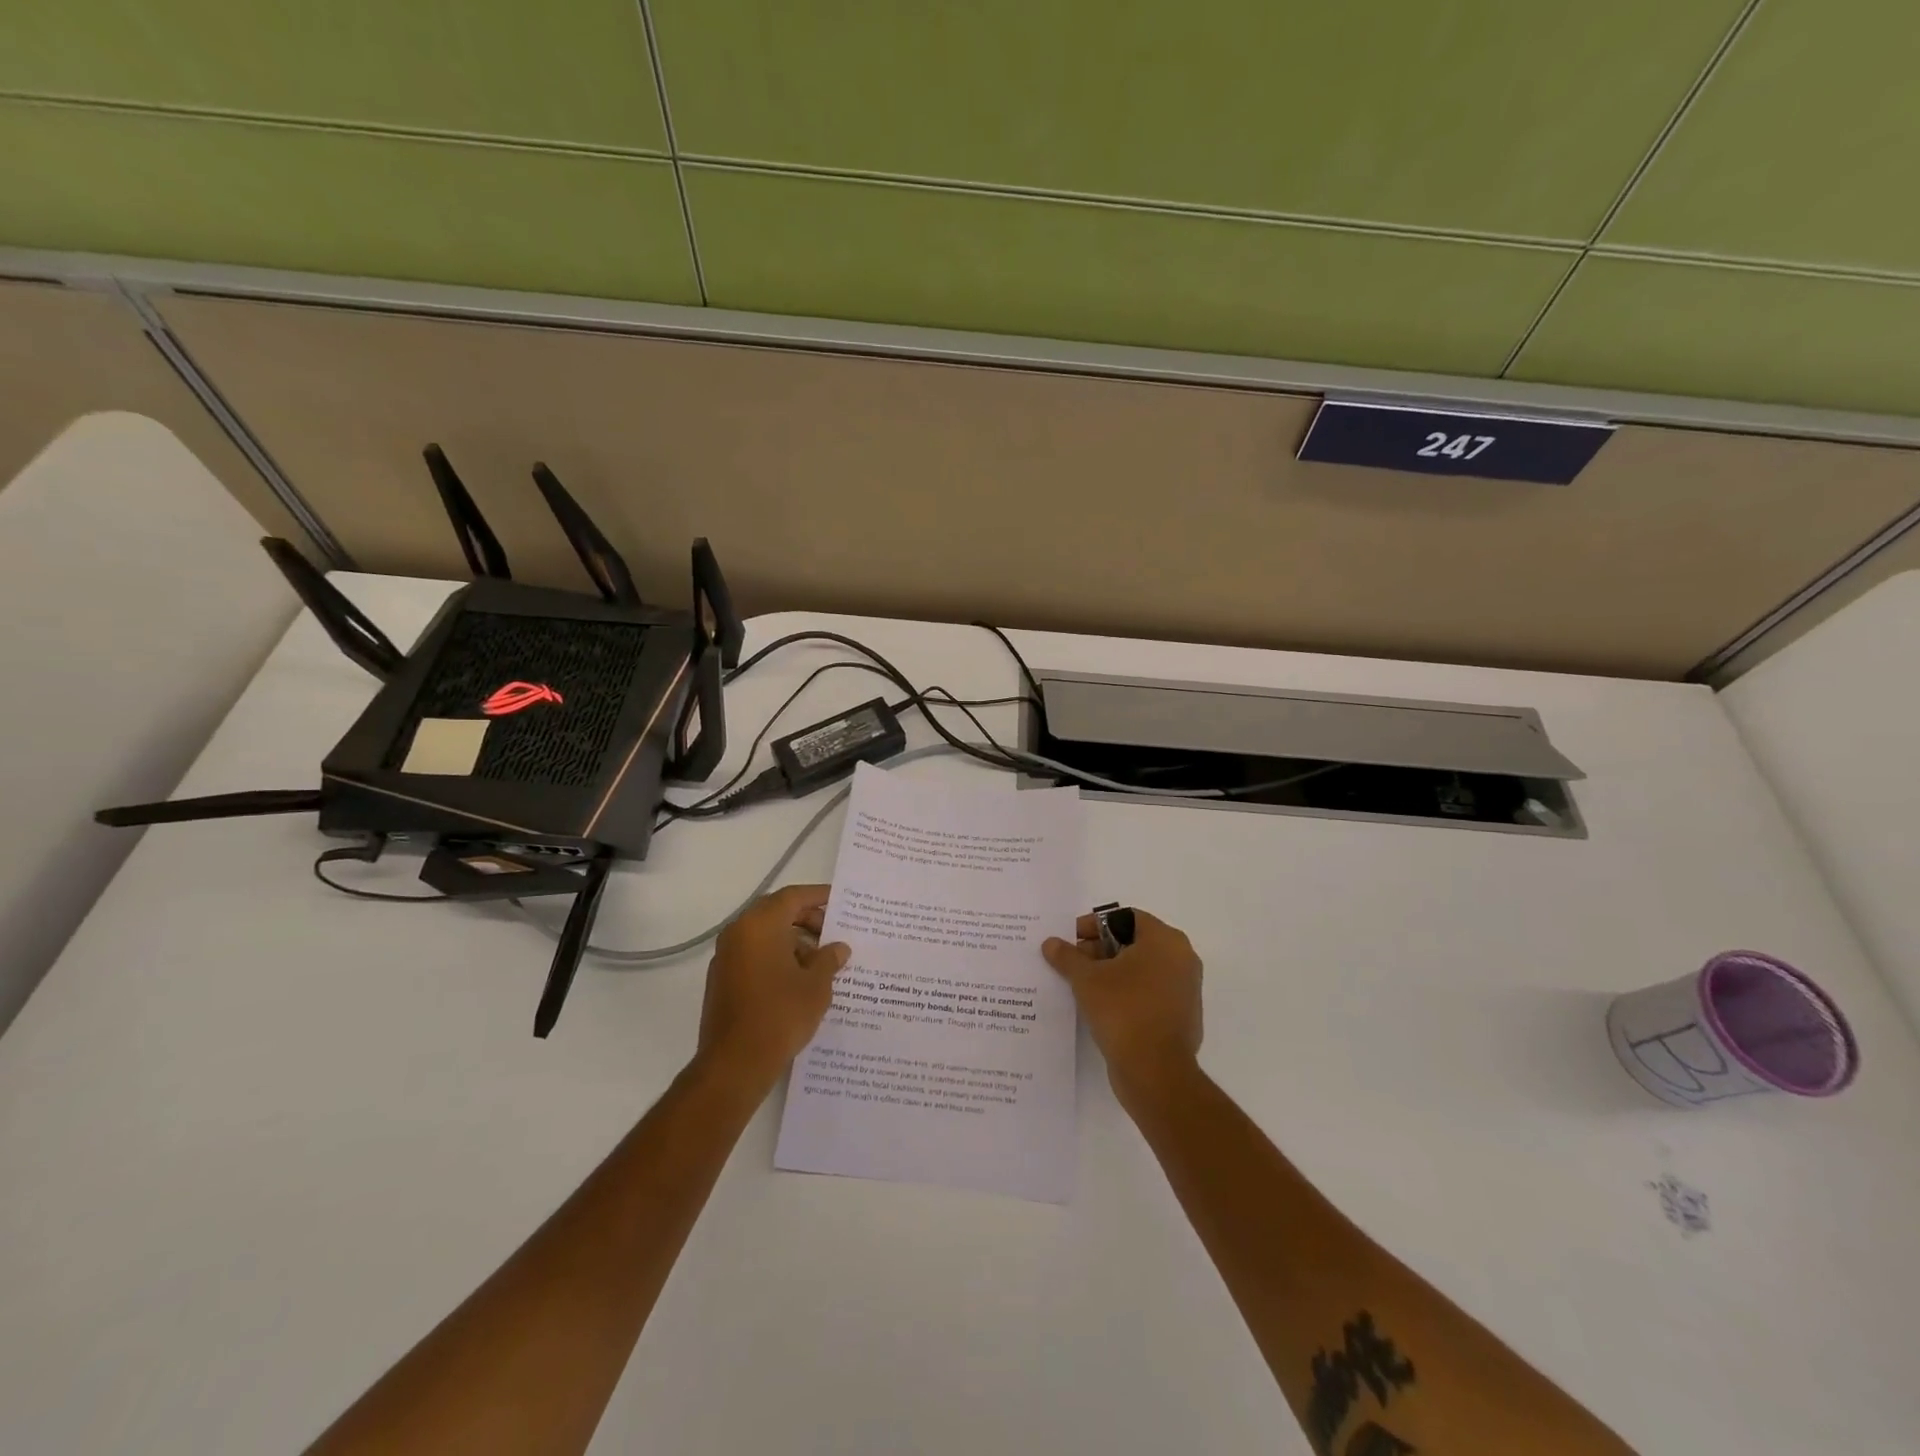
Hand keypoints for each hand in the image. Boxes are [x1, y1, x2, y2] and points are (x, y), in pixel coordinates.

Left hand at [695, 884, 849, 1093]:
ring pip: (764, 935)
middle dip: (806, 919)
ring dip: (793, 941)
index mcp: (760, 925)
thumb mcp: (816, 986)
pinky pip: (754, 955)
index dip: (818, 896)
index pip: (792, 896)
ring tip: (821, 962)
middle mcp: (738, 933)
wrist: (735, 1064)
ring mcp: (726, 957)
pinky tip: (799, 980)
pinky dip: (777, 957)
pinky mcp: (723, 981)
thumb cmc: (780, 1015)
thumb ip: (829, 959)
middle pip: (776, 913)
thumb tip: (838, 948)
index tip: (840, 901)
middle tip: (833, 933)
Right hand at [1044, 909, 1202, 1107]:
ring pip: (1142, 969)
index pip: (1125, 917)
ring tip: (1083, 986)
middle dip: (1100, 950)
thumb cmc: (1123, 1011)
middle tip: (1073, 964)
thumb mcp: (1086, 979)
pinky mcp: (1182, 1016)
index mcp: (1165, 940)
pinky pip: (1150, 993)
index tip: (1072, 940)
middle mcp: (1182, 958)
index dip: (1095, 925)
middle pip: (1134, 942)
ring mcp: (1185, 989)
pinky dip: (1127, 993)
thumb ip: (1068, 956)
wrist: (1156, 1072)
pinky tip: (1103, 1007)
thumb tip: (1051, 943)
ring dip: (1112, 972)